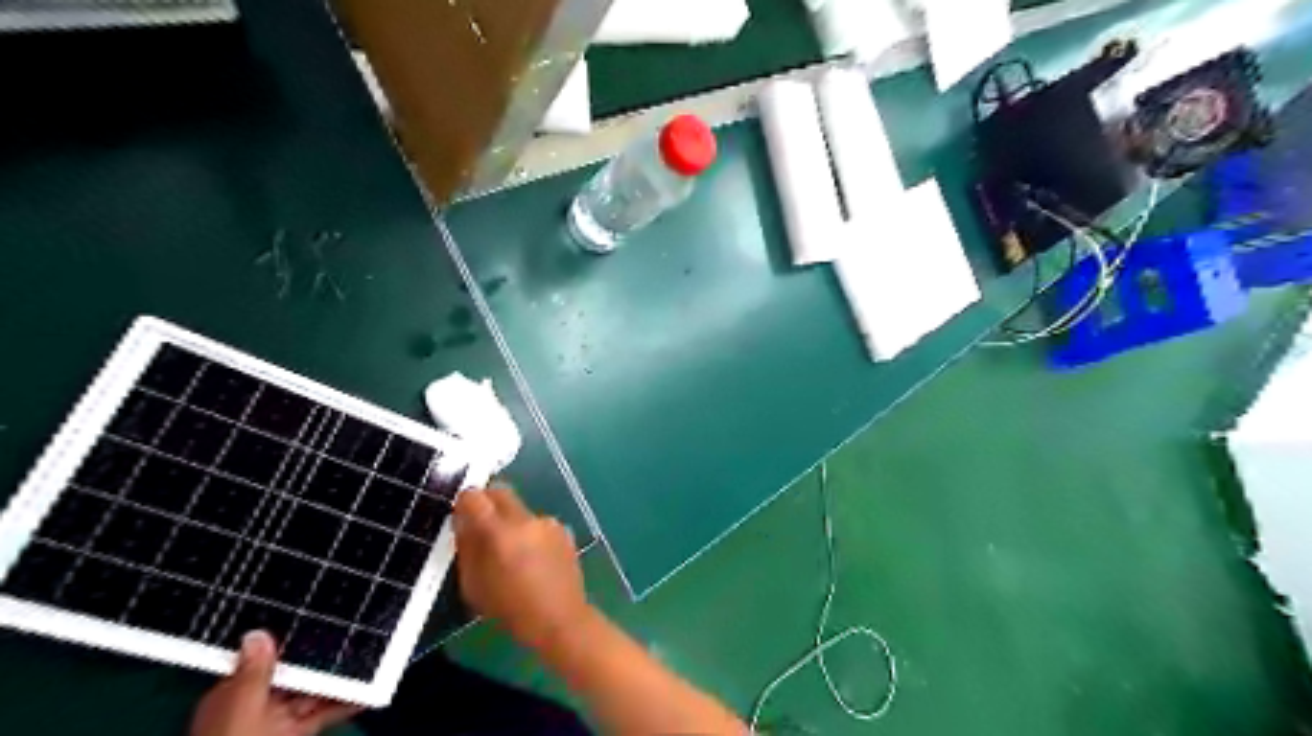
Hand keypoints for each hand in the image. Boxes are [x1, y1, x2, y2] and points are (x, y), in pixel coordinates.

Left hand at [189, 631, 362, 735]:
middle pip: (294, 671)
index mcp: (230, 695)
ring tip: (373, 655)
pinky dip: (345, 703)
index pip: (264, 656)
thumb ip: (253, 676)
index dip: (291, 637)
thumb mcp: (241, 713)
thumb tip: (257, 632)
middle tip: (360, 630)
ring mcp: (276, 723)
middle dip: (324, 654)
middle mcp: (254, 706)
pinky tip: (367, 692)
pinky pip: (324, 714)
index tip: (323, 616)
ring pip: (314, 691)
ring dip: (341, 677)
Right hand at [456, 486, 588, 653]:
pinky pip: (538, 523)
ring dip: (511, 521)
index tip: (462, 513)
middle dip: (487, 502)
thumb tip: (463, 522)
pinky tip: (534, 558)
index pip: (474, 497)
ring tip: (512, 552)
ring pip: (520, 509)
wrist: (561, 619)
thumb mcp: (474, 585)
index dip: (464, 502)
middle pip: (500, 492)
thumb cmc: (511, 609)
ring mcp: (548, 522)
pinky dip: (531, 533)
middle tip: (482, 525)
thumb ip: (466, 547)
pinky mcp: (563, 529)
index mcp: (500, 533)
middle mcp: (525, 520)